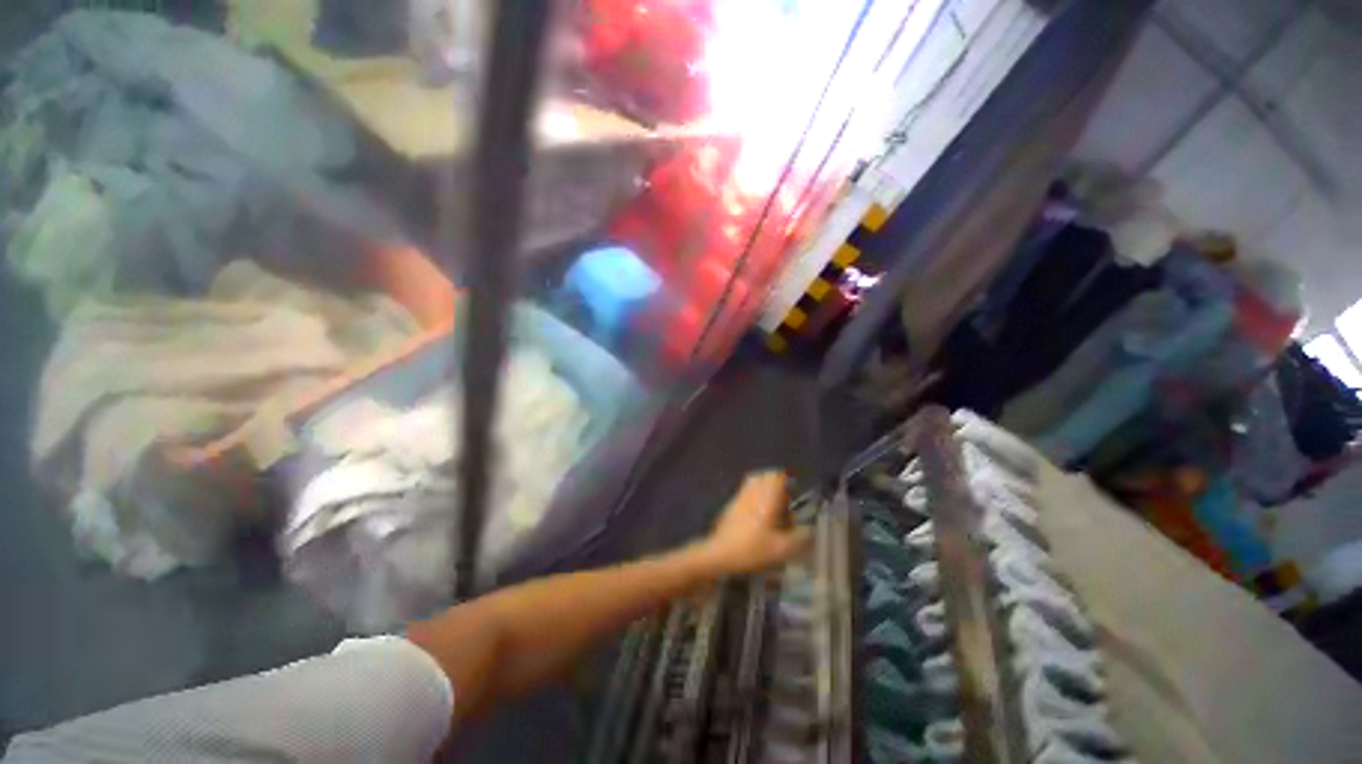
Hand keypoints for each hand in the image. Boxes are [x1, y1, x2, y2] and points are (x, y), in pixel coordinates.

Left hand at [702, 471, 810, 575]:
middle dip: (777, 485)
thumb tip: (811, 530)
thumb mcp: (781, 549)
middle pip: (765, 476)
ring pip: (754, 483)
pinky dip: (755, 498)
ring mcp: (739, 497)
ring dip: (765, 491)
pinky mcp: (731, 505)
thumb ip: (800, 538)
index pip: (777, 476)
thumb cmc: (751, 549)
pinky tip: (758, 517)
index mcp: (766, 498)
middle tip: (785, 502)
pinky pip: (746, 492)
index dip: (788, 480)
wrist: (719, 553)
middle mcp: (753, 492)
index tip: (795, 492)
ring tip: (773, 509)